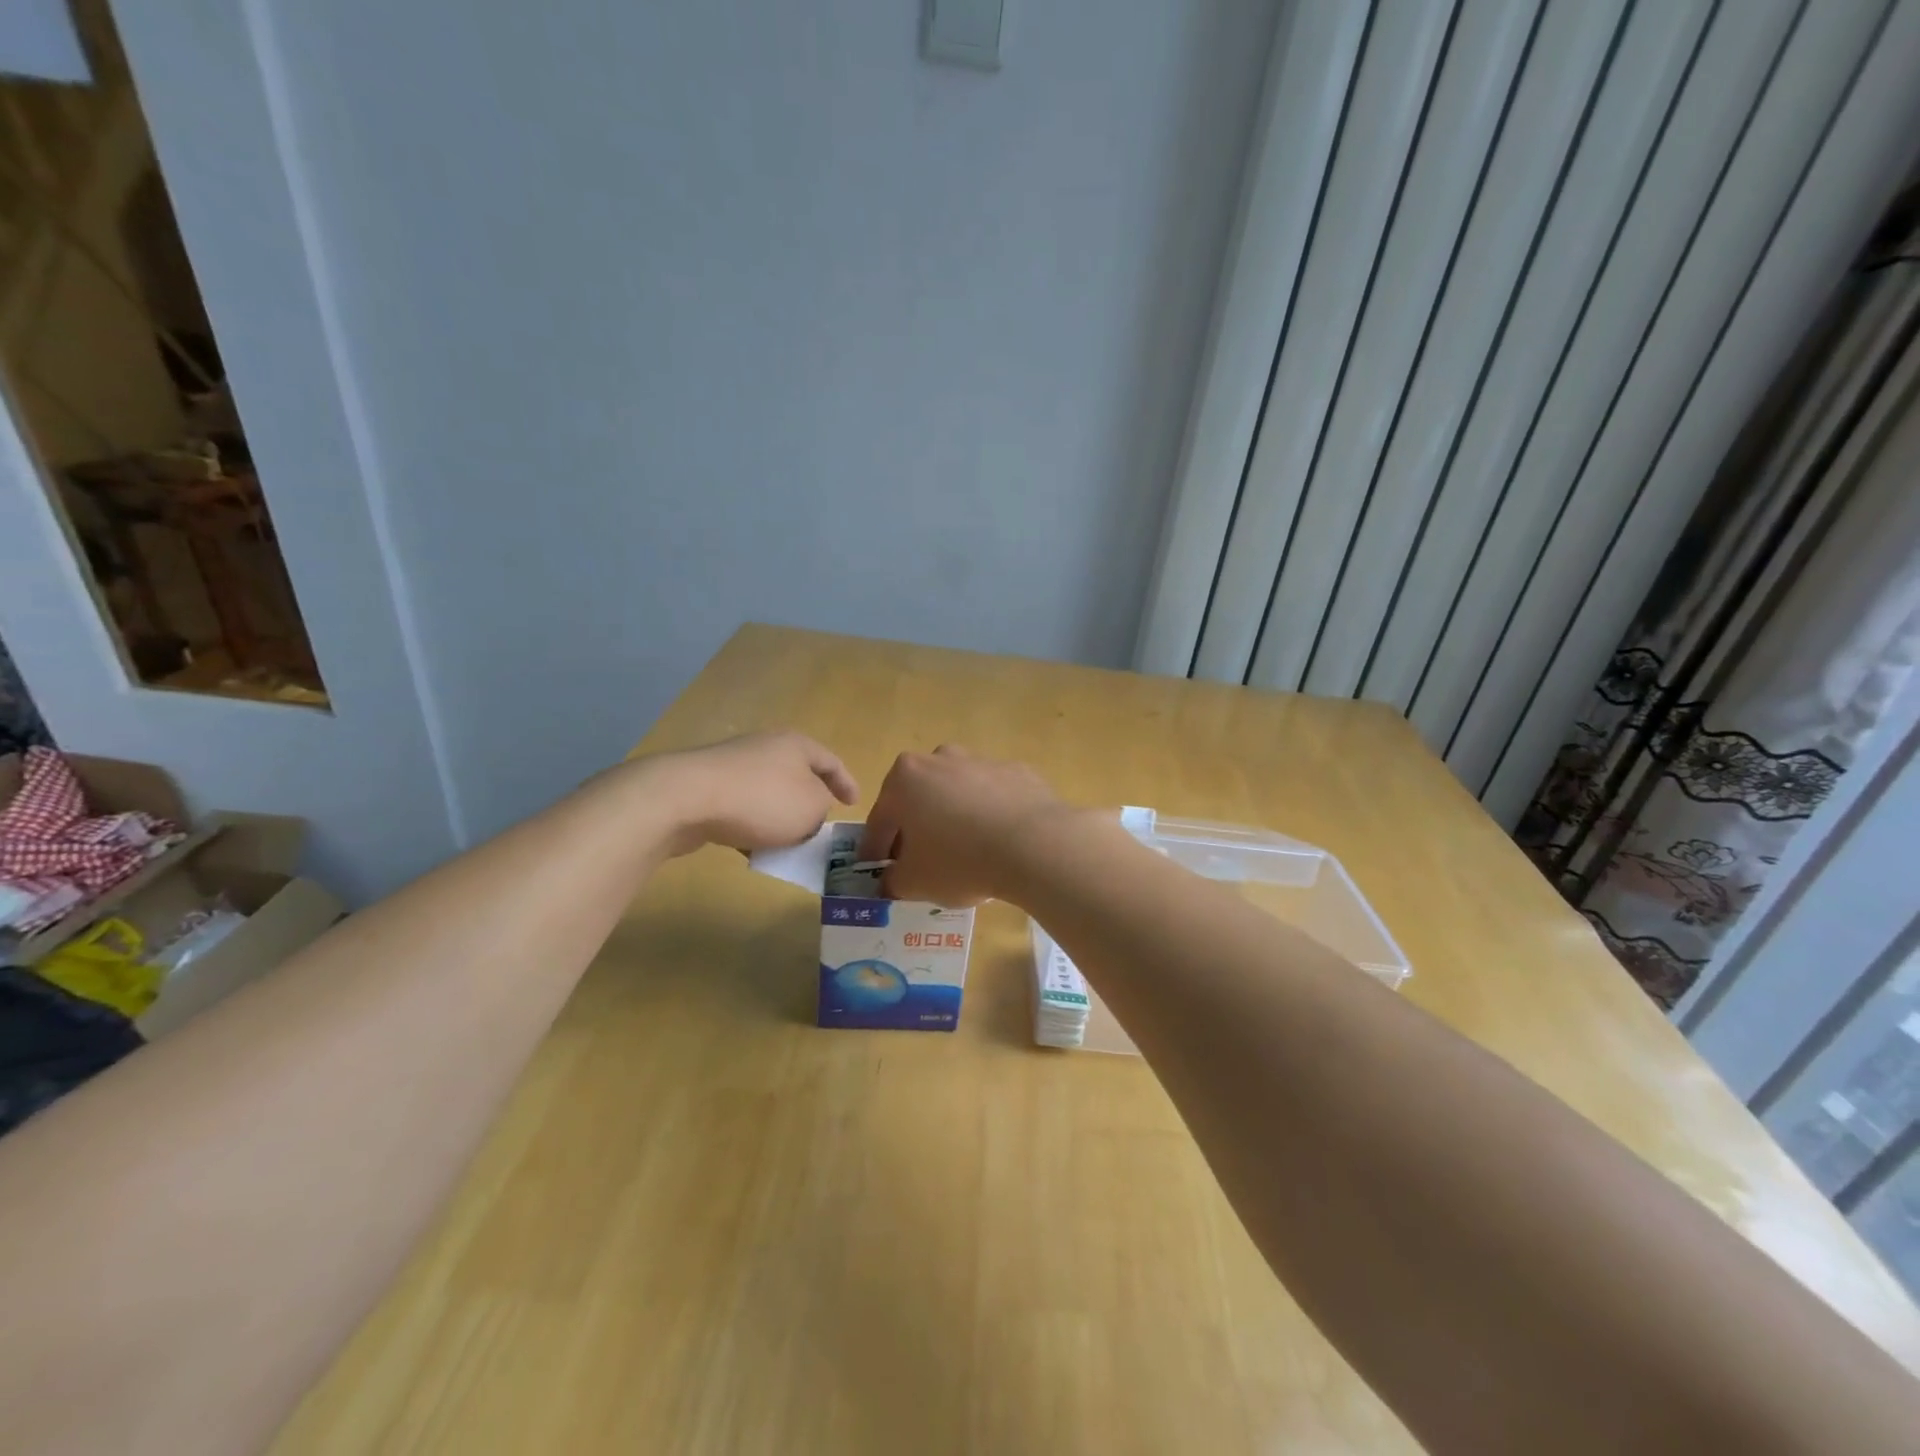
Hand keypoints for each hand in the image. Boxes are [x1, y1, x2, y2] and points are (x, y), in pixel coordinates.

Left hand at [649, 731, 857, 854]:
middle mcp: (766, 748)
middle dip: (809, 803)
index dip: (847, 784)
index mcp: (797, 745)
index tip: (854, 805)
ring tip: (786, 846)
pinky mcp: (707, 787)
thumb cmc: (762, 800)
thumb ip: (821, 809)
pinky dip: (751, 827)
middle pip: (797, 776)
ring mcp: (733, 766)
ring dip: (779, 819)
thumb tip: (809, 810)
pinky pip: (741, 808)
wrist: (686, 799)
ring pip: (768, 795)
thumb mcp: (811, 808)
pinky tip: (749, 850)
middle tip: (819, 827)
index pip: (832, 762)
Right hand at [857, 745, 1070, 905]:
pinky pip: (994, 799)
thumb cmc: (960, 860)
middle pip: (919, 799)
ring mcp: (982, 761)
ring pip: (958, 795)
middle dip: (916, 829)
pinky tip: (999, 845)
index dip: (875, 850)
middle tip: (920, 863)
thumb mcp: (914, 882)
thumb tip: (891, 882)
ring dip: (954, 820)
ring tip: (964, 856)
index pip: (881, 819)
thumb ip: (893, 881)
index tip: (876, 872)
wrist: (1035, 844)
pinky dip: (990, 818)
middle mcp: (941, 759)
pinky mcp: (1018, 772)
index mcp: (905, 778)